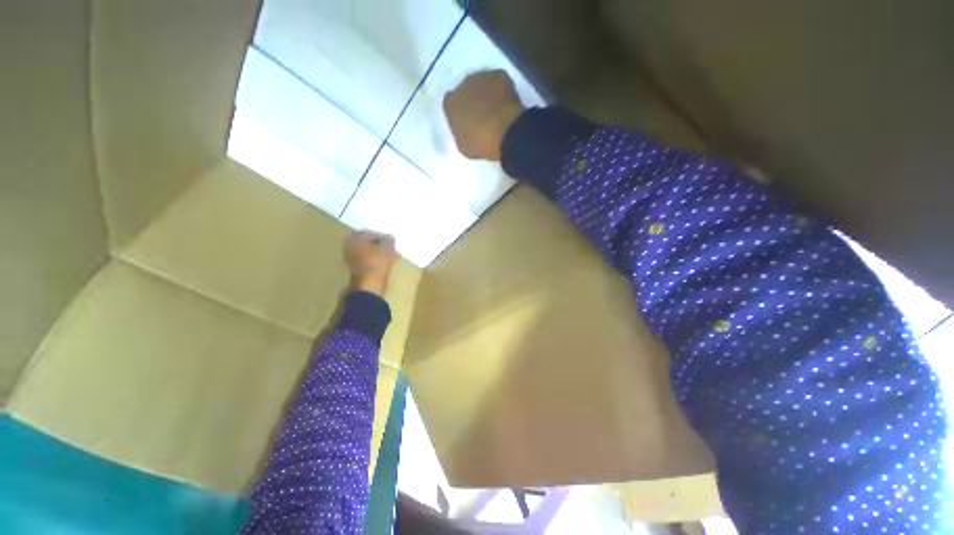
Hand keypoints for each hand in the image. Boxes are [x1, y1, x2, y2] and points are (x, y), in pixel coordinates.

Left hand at [344, 231, 398, 296]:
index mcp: (354, 239)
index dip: (382, 235)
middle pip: (369, 243)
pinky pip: (369, 261)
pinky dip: (378, 261)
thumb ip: (388, 240)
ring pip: (370, 253)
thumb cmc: (376, 261)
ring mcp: (352, 259)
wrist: (369, 285)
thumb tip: (389, 236)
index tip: (391, 240)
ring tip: (393, 257)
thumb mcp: (386, 248)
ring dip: (381, 254)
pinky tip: (388, 264)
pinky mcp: (357, 269)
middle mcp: (350, 247)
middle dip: (382, 246)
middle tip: (393, 249)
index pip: (370, 233)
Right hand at [443, 70, 525, 160]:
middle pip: (466, 91)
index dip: (460, 114)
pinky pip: (498, 82)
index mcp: (449, 103)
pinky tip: (506, 104)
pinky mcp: (499, 74)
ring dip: (487, 94)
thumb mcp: (463, 145)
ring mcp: (481, 77)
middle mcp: (462, 84)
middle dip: (473, 101)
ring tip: (496, 111)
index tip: (468, 124)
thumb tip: (466, 129)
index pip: (451, 105)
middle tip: (483, 117)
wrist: (505, 132)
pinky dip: (501, 91)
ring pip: (482, 84)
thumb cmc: (480, 143)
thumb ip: (461, 133)